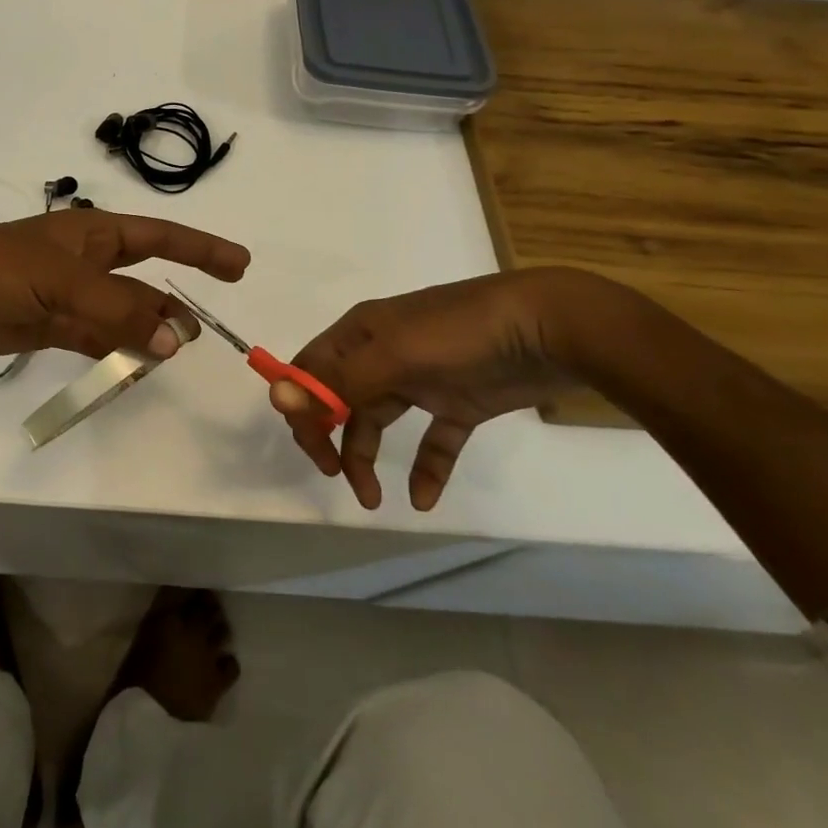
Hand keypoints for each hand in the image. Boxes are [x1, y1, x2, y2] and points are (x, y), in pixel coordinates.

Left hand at [0, 209, 249, 360]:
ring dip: (146, 331)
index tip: (239, 264)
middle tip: (199, 332)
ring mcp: (69, 296)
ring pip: (122, 314)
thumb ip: (119, 310)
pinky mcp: (50, 327)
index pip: (160, 237)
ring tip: (171, 353)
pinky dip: (117, 351)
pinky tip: (135, 367)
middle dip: (172, 301)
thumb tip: (173, 341)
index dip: (201, 248)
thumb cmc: (2, 267)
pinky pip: (96, 339)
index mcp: (94, 234)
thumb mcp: (65, 281)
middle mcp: (86, 263)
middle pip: (143, 280)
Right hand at [270, 269, 587, 511]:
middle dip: (329, 436)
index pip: (311, 369)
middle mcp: (383, 353)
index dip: (302, 406)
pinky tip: (424, 499)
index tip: (313, 447)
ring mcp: (422, 377)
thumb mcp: (394, 355)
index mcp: (360, 333)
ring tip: (372, 498)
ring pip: (378, 420)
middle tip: (336, 474)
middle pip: (339, 398)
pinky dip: (426, 468)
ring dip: (367, 457)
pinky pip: (433, 439)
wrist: (549, 327)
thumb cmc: (461, 334)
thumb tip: (277, 396)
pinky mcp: (460, 400)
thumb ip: (338, 381)